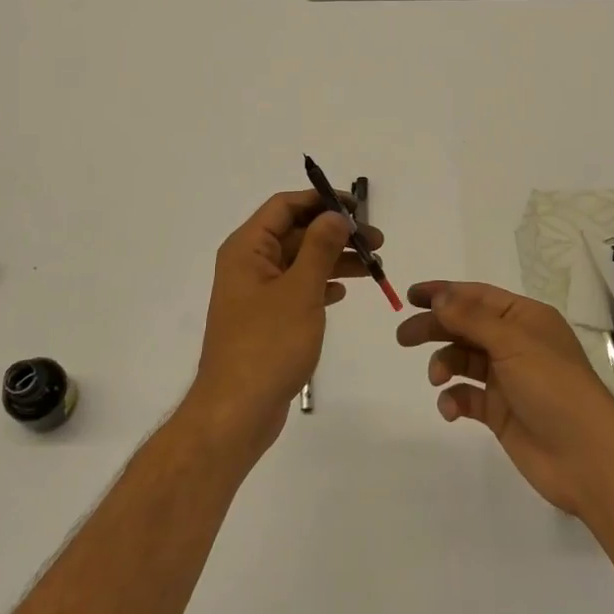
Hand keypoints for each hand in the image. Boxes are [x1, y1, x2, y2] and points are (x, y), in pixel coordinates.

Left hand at [184, 190, 381, 462]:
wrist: (236, 412)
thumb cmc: (268, 344)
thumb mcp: (300, 290)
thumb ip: (320, 247)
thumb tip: (335, 215)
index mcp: (247, 248)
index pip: (284, 206)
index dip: (320, 201)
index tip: (357, 209)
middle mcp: (248, 264)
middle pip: (295, 233)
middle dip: (335, 233)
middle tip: (377, 243)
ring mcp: (256, 294)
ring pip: (300, 262)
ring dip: (334, 259)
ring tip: (373, 267)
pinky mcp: (266, 320)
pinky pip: (297, 288)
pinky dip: (321, 284)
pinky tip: (344, 291)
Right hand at [397, 280, 613, 516]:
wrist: (588, 458)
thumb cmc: (553, 387)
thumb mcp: (512, 342)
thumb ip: (471, 318)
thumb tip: (440, 296)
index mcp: (525, 319)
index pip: (477, 296)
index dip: (444, 293)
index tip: (411, 295)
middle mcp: (516, 344)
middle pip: (465, 327)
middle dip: (435, 328)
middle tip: (403, 337)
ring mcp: (508, 379)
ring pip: (463, 361)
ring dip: (445, 365)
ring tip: (438, 378)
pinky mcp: (500, 413)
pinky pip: (467, 397)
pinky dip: (454, 399)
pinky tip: (451, 408)